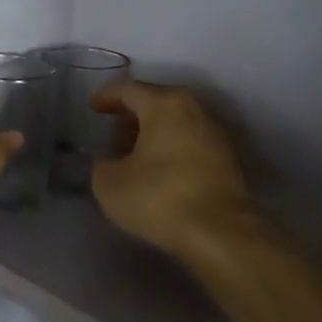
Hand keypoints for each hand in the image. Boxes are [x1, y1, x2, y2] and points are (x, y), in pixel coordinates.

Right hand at [90, 80, 256, 260]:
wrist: (221, 232)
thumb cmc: (159, 198)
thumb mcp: (109, 184)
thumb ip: (101, 164)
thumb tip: (108, 162)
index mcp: (164, 104)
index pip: (128, 89)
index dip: (106, 97)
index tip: (93, 110)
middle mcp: (194, 108)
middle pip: (156, 102)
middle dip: (132, 115)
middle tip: (113, 134)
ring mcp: (216, 131)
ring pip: (176, 122)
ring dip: (154, 133)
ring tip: (135, 155)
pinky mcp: (228, 157)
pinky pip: (191, 141)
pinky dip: (172, 147)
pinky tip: (160, 170)